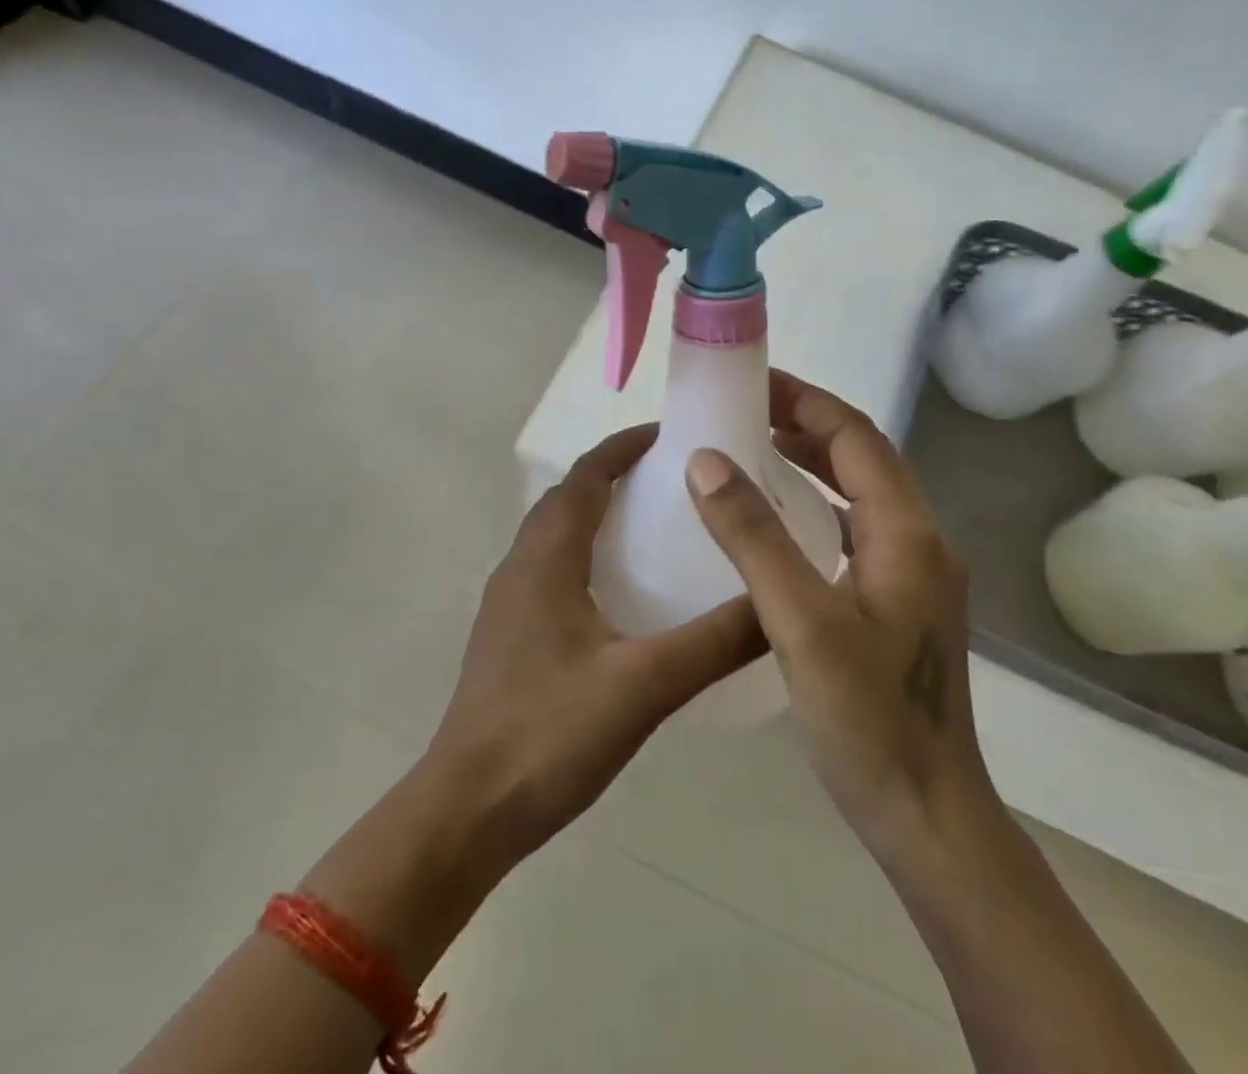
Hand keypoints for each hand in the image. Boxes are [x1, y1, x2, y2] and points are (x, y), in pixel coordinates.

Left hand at [422, 423, 767, 873]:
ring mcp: (508, 602)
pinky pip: (550, 569)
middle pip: (568, 498)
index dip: (624, 447)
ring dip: (598, 514)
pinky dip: (586, 554)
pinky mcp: (509, 635)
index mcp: (546, 558)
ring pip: (556, 534)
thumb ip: (715, 642)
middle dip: (616, 475)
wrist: (467, 812)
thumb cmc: (550, 735)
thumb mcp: (645, 685)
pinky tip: (622, 593)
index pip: (585, 476)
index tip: (672, 435)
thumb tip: (780, 604)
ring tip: (655, 525)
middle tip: (674, 480)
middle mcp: (520, 566)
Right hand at [684, 373, 996, 868]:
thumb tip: (706, 460)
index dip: (805, 402)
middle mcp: (919, 542)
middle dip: (805, 425)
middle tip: (743, 411)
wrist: (928, 816)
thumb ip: (753, 536)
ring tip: (753, 450)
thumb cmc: (867, 719)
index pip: (855, 437)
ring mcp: (913, 575)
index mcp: (906, 533)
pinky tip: (777, 522)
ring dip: (812, 464)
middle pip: (862, 458)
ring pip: (860, 494)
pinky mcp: (898, 603)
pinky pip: (854, 530)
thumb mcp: (800, 623)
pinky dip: (816, 507)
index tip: (751, 382)